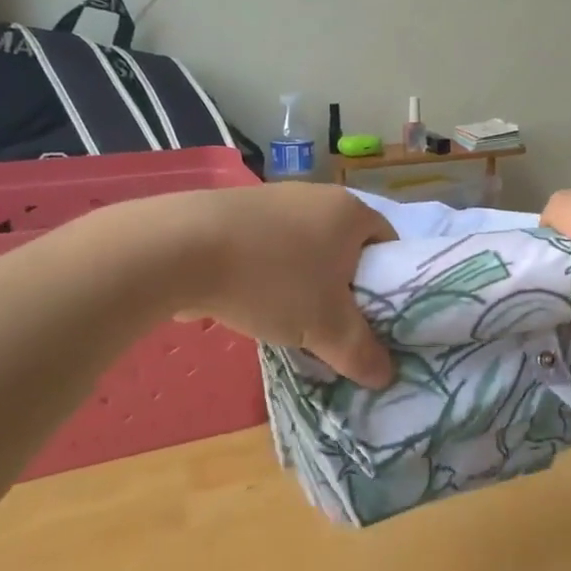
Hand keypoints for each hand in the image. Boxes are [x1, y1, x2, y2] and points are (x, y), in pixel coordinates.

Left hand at [163, 183, 396, 385]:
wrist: (181, 248)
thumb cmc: (273, 280)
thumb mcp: (326, 328)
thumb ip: (360, 353)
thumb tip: (385, 376)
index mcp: (350, 212)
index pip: (388, 243)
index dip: (389, 281)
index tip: (374, 315)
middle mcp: (316, 195)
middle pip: (344, 246)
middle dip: (341, 285)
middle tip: (333, 323)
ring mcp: (272, 198)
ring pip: (302, 247)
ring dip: (300, 281)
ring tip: (285, 318)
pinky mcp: (233, 209)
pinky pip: (264, 245)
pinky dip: (263, 272)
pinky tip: (244, 300)